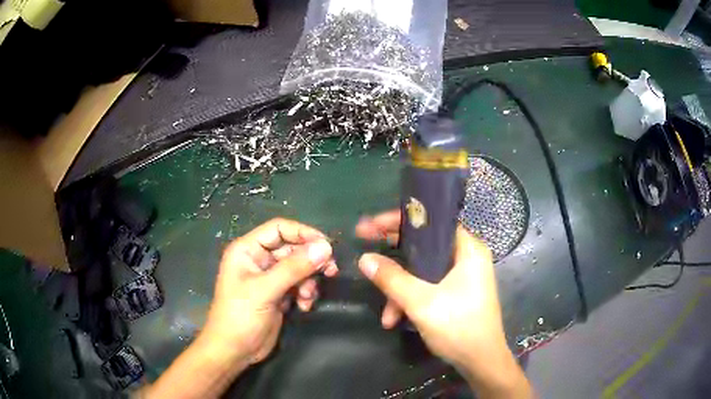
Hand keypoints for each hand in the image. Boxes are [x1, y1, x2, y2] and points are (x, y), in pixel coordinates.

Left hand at [203, 218, 337, 365]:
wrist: (234, 351)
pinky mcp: (278, 294)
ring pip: (299, 268)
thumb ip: (294, 268)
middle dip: (310, 260)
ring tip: (307, 296)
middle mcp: (259, 260)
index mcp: (248, 250)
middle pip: (292, 248)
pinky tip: (303, 306)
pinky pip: (299, 285)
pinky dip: (305, 293)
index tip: (326, 245)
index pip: (279, 229)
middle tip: (331, 270)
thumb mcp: (265, 290)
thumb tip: (325, 247)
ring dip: (309, 280)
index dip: (303, 233)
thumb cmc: (240, 316)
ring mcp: (269, 278)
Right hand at [356, 211, 530, 397]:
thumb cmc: (458, 326)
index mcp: (467, 249)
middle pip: (423, 248)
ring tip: (387, 316)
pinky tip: (396, 320)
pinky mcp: (456, 293)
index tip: (371, 226)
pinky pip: (427, 287)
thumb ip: (392, 279)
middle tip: (367, 259)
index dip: (399, 221)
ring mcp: (462, 277)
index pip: (431, 222)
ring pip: (422, 272)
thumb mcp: (421, 302)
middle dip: (394, 262)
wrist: (480, 362)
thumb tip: (365, 258)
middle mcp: (466, 257)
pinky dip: (411, 300)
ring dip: (400, 291)